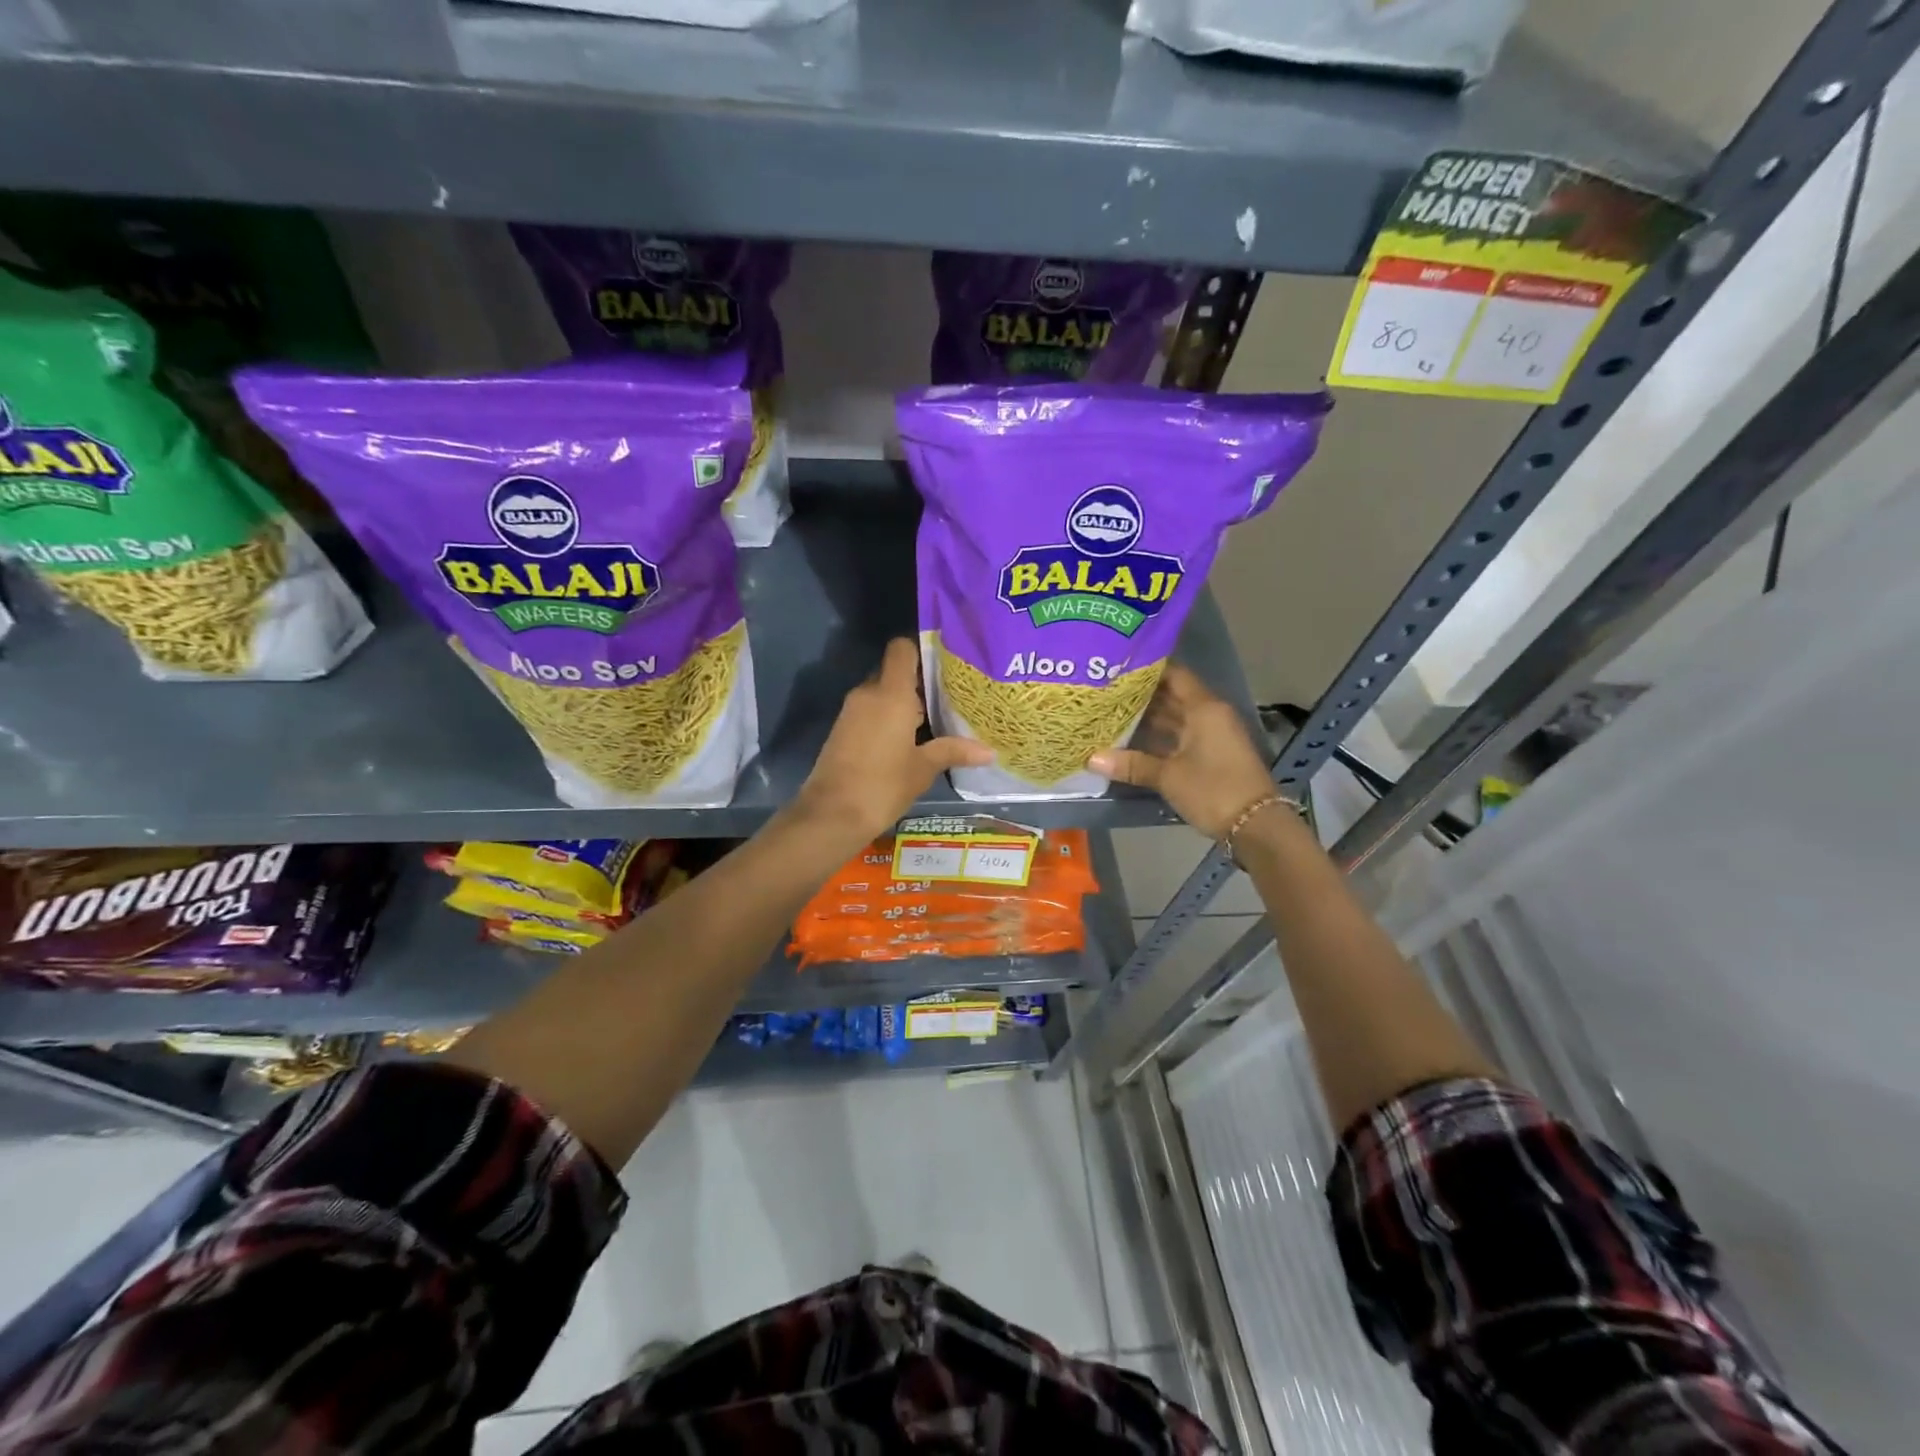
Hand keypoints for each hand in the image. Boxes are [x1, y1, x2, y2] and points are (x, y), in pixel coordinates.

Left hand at [797, 638, 992, 840]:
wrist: (831, 814)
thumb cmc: (883, 785)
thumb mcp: (923, 768)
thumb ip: (954, 751)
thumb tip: (989, 751)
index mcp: (890, 693)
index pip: (902, 648)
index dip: (922, 648)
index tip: (946, 662)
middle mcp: (868, 693)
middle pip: (894, 670)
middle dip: (918, 681)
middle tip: (949, 695)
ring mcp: (851, 711)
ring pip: (882, 692)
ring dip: (903, 702)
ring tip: (935, 718)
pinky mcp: (843, 729)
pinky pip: (870, 710)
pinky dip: (888, 716)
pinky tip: (910, 738)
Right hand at [1090, 665, 1276, 839]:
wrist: (1255, 825)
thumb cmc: (1212, 789)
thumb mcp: (1168, 776)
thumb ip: (1131, 764)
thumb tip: (1091, 759)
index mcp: (1204, 708)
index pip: (1174, 674)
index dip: (1147, 668)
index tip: (1118, 666)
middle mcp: (1210, 715)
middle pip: (1173, 695)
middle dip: (1142, 694)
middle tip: (1106, 690)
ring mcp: (1213, 735)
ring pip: (1176, 718)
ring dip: (1149, 717)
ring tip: (1113, 713)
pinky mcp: (1212, 755)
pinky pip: (1181, 736)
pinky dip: (1160, 737)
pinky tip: (1132, 741)